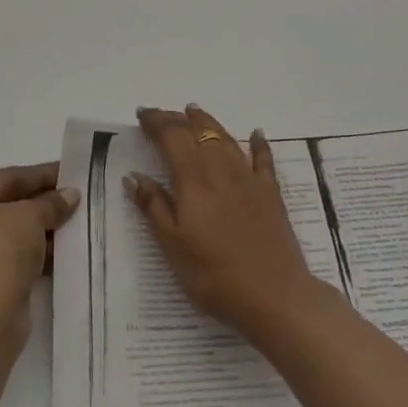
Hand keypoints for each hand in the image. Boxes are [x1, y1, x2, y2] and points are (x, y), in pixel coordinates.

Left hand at [0, 163, 78, 330]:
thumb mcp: (31, 216)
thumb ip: (51, 202)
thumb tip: (70, 195)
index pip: (4, 178)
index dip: (40, 175)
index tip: (68, 173)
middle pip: (1, 206)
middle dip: (37, 204)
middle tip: (70, 199)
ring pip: (0, 235)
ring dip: (33, 231)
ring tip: (69, 226)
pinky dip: (23, 255)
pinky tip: (55, 253)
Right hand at [125, 105, 328, 336]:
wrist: (274, 294)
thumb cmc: (214, 275)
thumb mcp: (173, 247)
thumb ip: (154, 207)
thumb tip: (133, 175)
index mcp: (193, 181)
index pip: (172, 138)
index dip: (156, 122)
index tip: (142, 113)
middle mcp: (221, 170)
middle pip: (198, 133)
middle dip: (178, 119)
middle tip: (162, 114)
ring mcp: (249, 179)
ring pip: (226, 139)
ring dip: (208, 123)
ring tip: (195, 112)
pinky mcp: (271, 193)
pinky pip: (263, 159)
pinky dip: (258, 143)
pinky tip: (257, 133)